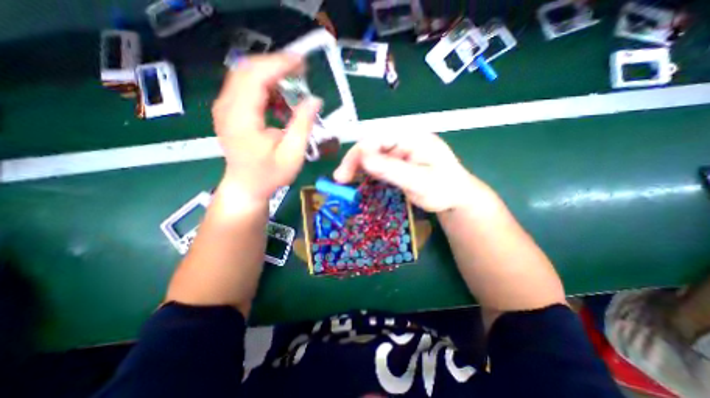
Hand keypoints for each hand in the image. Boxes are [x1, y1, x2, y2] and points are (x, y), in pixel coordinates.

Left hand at [210, 54, 322, 203]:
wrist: (246, 186)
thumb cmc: (270, 175)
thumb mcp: (292, 154)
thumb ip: (303, 125)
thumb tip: (314, 100)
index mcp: (242, 119)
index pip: (256, 77)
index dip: (279, 65)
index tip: (302, 62)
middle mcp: (227, 107)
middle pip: (248, 69)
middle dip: (276, 65)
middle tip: (301, 70)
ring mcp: (225, 107)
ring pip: (246, 75)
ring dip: (271, 76)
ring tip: (294, 87)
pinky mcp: (229, 111)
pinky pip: (245, 87)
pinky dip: (265, 87)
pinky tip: (280, 101)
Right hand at [334, 132, 488, 212]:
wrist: (455, 197)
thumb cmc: (444, 189)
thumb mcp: (420, 181)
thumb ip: (392, 169)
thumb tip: (364, 158)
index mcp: (411, 138)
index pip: (377, 139)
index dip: (358, 154)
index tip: (344, 174)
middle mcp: (403, 141)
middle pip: (371, 146)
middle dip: (354, 162)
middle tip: (341, 180)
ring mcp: (399, 152)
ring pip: (371, 156)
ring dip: (356, 168)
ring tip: (345, 182)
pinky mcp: (397, 163)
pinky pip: (377, 165)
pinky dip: (365, 174)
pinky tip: (358, 182)